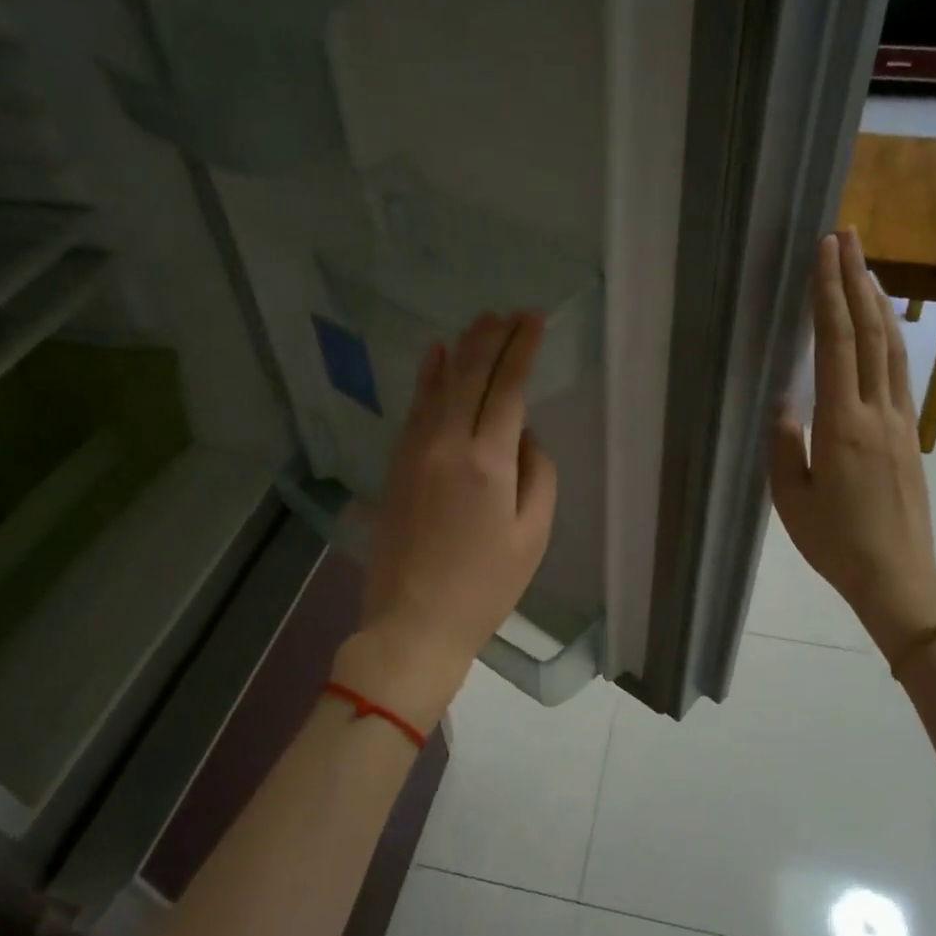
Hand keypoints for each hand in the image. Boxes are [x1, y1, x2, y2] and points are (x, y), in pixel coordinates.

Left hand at [338, 312, 558, 723]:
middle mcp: (447, 445)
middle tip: (510, 313)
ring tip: (479, 323)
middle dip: (492, 338)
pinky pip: (415, 409)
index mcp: (487, 463)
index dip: (521, 349)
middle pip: (469, 375)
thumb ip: (537, 474)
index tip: (534, 320)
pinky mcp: (397, 466)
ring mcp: (415, 453)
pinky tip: (435, 356)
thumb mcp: (532, 536)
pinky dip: (428, 378)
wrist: (413, 622)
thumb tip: (525, 436)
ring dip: (461, 349)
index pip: (507, 388)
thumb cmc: (484, 587)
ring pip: (438, 385)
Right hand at [769, 231, 935, 657]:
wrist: (897, 574)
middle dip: (855, 280)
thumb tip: (785, 399)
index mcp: (842, 425)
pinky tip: (882, 324)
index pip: (836, 344)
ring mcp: (900, 420)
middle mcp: (876, 411)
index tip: (825, 252)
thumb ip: (786, 443)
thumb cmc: (834, 541)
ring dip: (877, 301)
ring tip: (865, 265)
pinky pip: (899, 371)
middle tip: (846, 235)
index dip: (829, 294)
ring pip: (891, 347)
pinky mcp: (909, 433)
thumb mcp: (792, 498)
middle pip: (869, 332)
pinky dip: (889, 336)